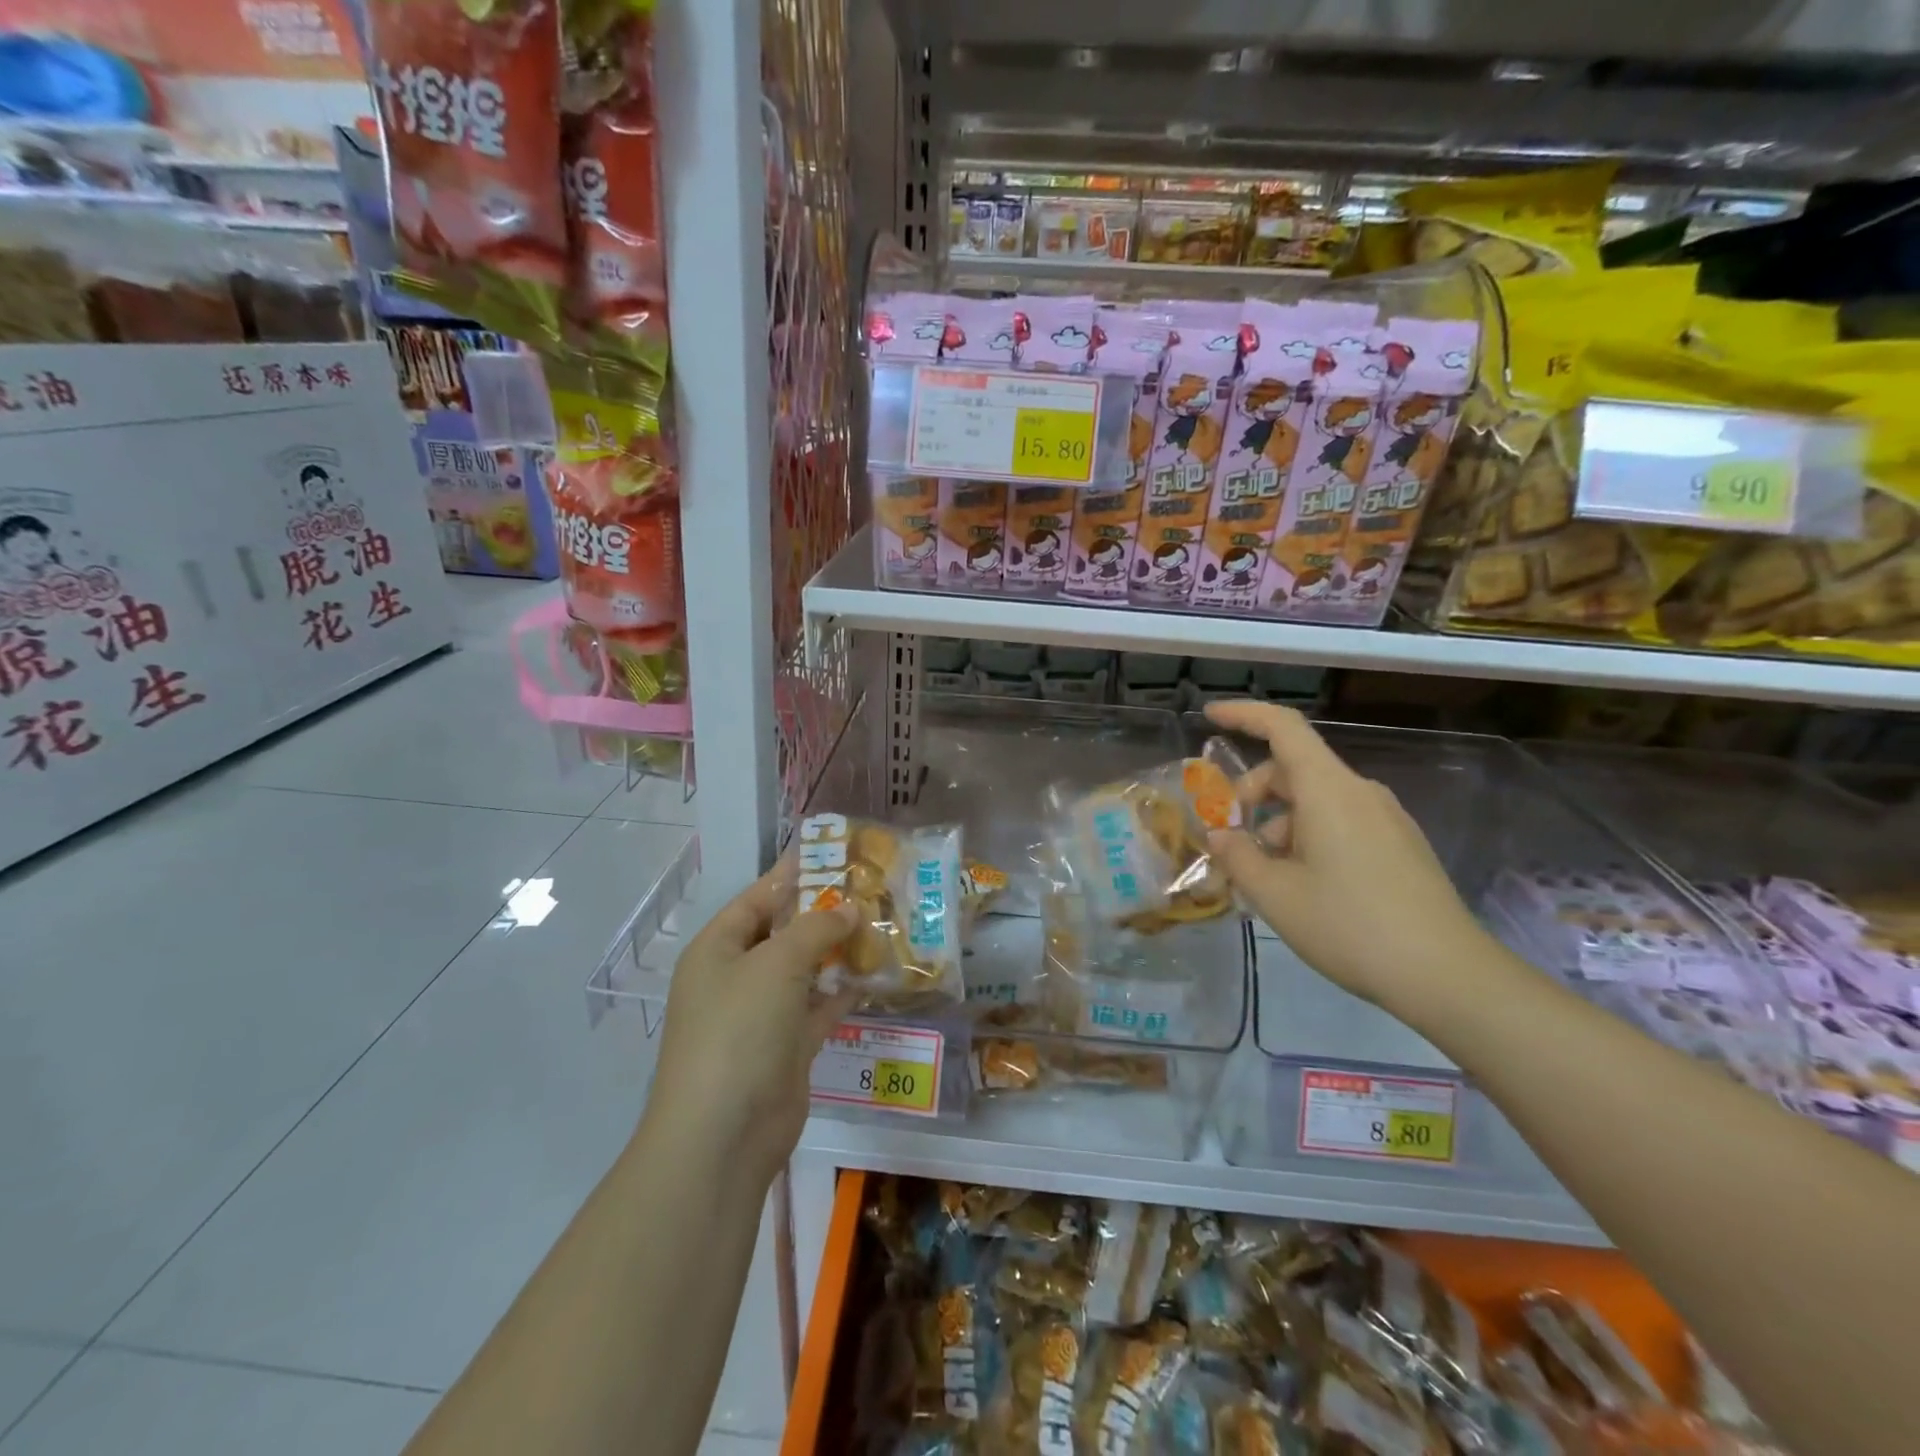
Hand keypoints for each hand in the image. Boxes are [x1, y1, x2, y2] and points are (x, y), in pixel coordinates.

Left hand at [644, 868, 857, 1188]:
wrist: (724, 1133)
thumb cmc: (739, 1030)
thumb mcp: (776, 964)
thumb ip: (815, 929)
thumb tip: (849, 909)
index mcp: (717, 949)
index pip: (756, 898)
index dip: (792, 875)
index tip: (833, 855)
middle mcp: (736, 977)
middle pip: (783, 933)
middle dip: (823, 913)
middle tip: (870, 889)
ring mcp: (762, 1015)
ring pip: (805, 970)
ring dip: (837, 951)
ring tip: (881, 924)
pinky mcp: (787, 1047)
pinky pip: (819, 1008)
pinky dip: (843, 992)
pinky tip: (876, 973)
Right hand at [1203, 699, 1490, 1012]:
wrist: (1447, 975)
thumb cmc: (1350, 925)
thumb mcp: (1275, 894)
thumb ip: (1238, 856)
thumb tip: (1221, 835)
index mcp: (1328, 790)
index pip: (1283, 728)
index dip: (1243, 715)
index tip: (1209, 716)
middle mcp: (1360, 793)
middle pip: (1294, 770)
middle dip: (1252, 795)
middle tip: (1230, 839)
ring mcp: (1386, 819)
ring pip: (1316, 802)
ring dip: (1279, 825)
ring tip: (1264, 878)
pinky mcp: (1400, 846)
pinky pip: (1341, 824)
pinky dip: (1308, 839)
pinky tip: (1301, 886)